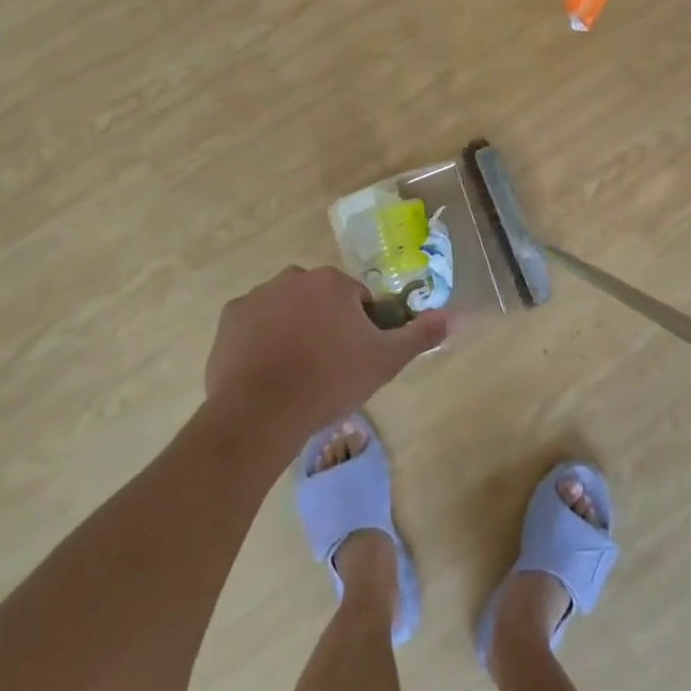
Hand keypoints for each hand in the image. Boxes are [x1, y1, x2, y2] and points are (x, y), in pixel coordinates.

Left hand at [205, 266, 454, 440]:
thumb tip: (460, 314)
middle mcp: (294, 277)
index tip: (354, 358)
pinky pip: (254, 323)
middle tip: (326, 367)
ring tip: (294, 372)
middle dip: (325, 324)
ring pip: (286, 308)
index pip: (356, 300)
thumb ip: (421, 334)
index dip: (359, 329)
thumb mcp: (384, 361)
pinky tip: (266, 370)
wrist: (261, 413)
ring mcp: (258, 295)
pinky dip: (261, 339)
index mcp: (332, 283)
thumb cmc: (328, 382)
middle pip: (320, 299)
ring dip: (293, 329)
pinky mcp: (230, 317)